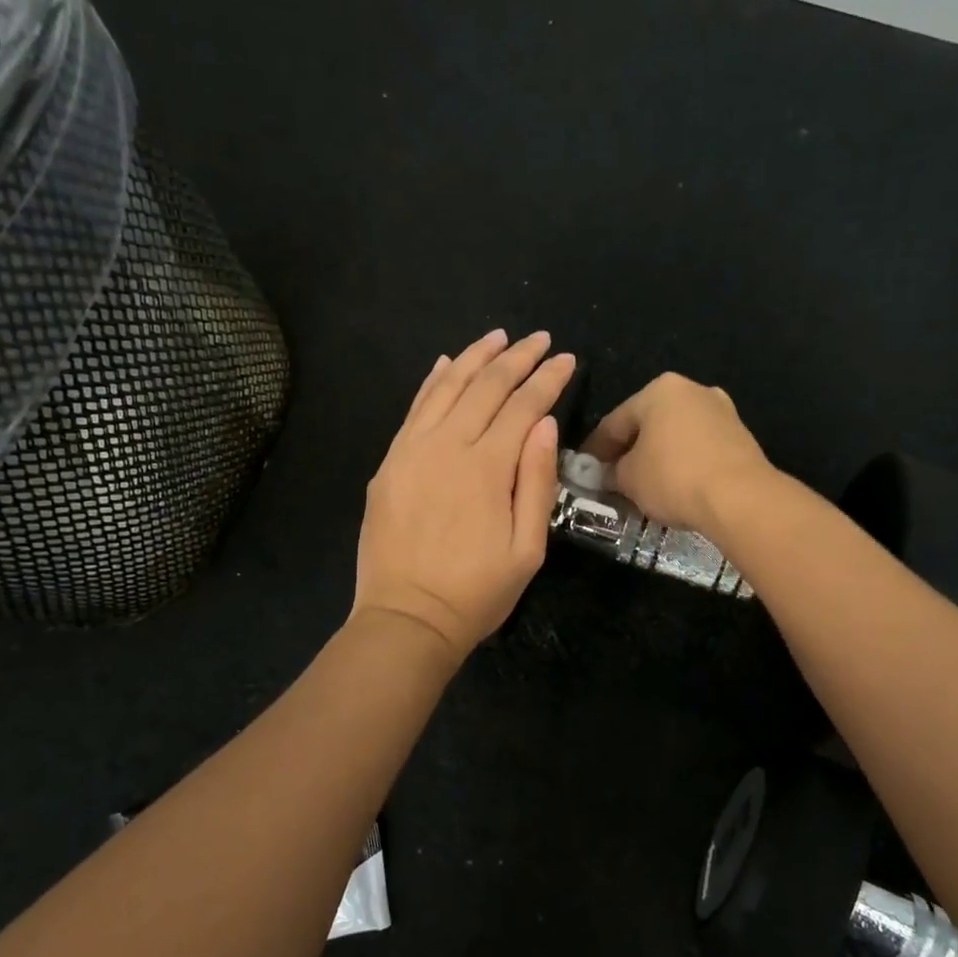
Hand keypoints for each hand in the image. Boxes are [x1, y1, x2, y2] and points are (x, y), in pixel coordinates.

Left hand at [354, 329, 575, 660]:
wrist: (406, 619)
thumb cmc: (476, 592)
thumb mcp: (528, 549)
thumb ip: (537, 481)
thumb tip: (546, 424)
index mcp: (488, 467)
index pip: (524, 406)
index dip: (548, 379)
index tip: (567, 359)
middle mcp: (447, 446)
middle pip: (486, 387)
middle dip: (517, 357)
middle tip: (540, 339)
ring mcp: (412, 451)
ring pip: (446, 388)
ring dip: (475, 358)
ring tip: (498, 337)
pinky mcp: (390, 463)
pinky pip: (414, 409)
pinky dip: (432, 381)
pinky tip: (447, 363)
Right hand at [583, 372, 775, 534]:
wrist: (741, 498)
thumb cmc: (674, 478)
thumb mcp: (629, 479)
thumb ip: (610, 472)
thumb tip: (604, 475)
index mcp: (659, 390)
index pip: (614, 421)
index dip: (595, 450)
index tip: (583, 472)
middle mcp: (692, 390)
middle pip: (647, 424)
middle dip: (628, 452)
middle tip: (612, 480)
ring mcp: (721, 411)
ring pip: (674, 435)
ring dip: (656, 458)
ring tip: (643, 487)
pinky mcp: (740, 436)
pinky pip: (698, 448)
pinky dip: (682, 463)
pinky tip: (674, 487)